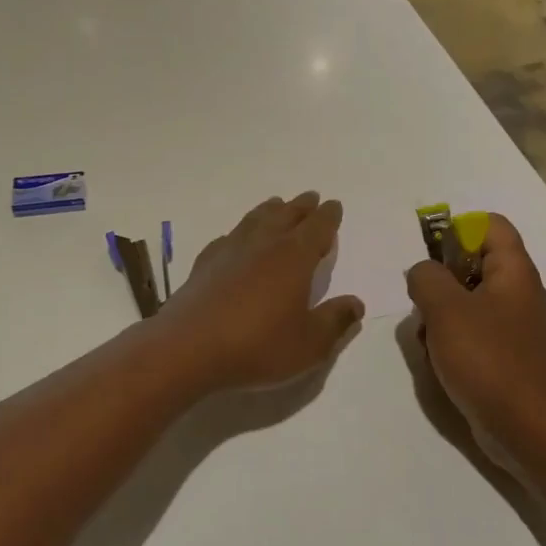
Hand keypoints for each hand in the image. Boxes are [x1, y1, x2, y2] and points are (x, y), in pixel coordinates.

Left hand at [155, 193, 363, 393]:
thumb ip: (335, 322)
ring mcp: (230, 250)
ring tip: (277, 204)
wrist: (189, 348)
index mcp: (294, 257)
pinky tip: (236, 238)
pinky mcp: (205, 264)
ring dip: (270, 210)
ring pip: (255, 219)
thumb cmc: (258, 346)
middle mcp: (263, 244)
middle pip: (286, 216)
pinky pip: (228, 237)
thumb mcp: (309, 344)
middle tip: (310, 198)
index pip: (317, 227)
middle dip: (301, 206)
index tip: (333, 205)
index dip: (328, 216)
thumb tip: (356, 303)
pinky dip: (239, 232)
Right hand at [405, 214, 545, 470]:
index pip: (490, 225)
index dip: (458, 230)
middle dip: (440, 279)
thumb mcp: (445, 309)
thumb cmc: (486, 359)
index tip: (431, 257)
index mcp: (513, 271)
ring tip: (429, 337)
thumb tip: (422, 272)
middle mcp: (517, 292)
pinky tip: (438, 360)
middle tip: (424, 302)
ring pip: (465, 299)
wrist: (523, 429)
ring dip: (439, 313)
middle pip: (472, 262)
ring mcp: (511, 325)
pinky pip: (470, 329)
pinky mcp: (503, 353)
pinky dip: (449, 338)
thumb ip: (426, 277)